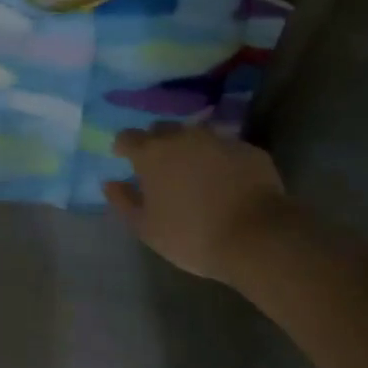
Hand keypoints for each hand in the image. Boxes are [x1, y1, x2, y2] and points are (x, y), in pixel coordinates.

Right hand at [104, 125, 290, 283]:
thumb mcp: (147, 229)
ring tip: (195, 174)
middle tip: (161, 168)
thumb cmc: (192, 235)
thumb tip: (110, 182)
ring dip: (189, 149)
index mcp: (152, 152)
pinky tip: (226, 181)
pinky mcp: (248, 149)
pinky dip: (220, 160)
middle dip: (157, 144)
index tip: (124, 158)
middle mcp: (182, 136)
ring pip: (195, 136)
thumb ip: (124, 202)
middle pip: (162, 130)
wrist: (257, 237)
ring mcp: (218, 139)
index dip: (124, 147)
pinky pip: (225, 149)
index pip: (128, 137)